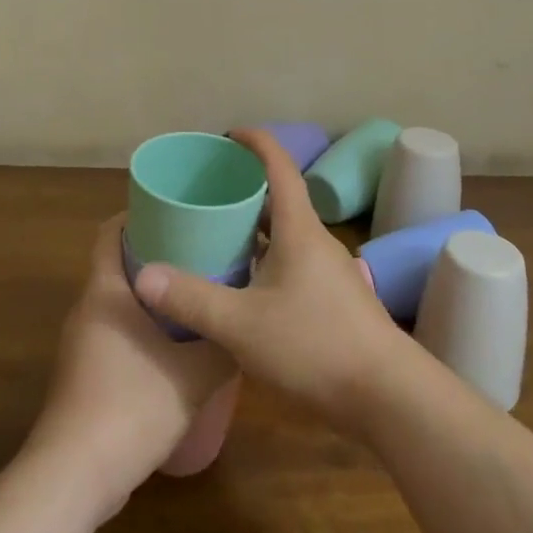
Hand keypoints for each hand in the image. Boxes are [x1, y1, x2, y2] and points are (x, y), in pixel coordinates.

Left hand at [24, 217, 236, 520]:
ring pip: (118, 302)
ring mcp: (81, 345)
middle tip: (200, 251)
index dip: (138, 215)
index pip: (110, 232)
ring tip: (195, 295)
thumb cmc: (132, 407)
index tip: (176, 211)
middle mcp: (87, 309)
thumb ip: (224, 347)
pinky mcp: (83, 376)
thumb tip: (247, 326)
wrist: (74, 477)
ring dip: (151, 295)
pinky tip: (175, 347)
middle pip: (117, 264)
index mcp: (105, 292)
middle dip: (156, 254)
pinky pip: (115, 333)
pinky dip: (142, 327)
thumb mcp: (194, 375)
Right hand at [132, 127, 415, 434]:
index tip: (227, 135)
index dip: (255, 143)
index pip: (279, 166)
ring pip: (285, 234)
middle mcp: (316, 241)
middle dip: (244, 189)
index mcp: (299, 229)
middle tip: (205, 193)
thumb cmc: (315, 345)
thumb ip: (192, 298)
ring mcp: (328, 271)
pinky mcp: (333, 300)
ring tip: (216, 236)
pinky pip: (292, 262)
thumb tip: (144, 274)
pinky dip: (265, 259)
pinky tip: (244, 286)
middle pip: (279, 199)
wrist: (387, 396)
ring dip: (253, 228)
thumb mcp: (242, 325)